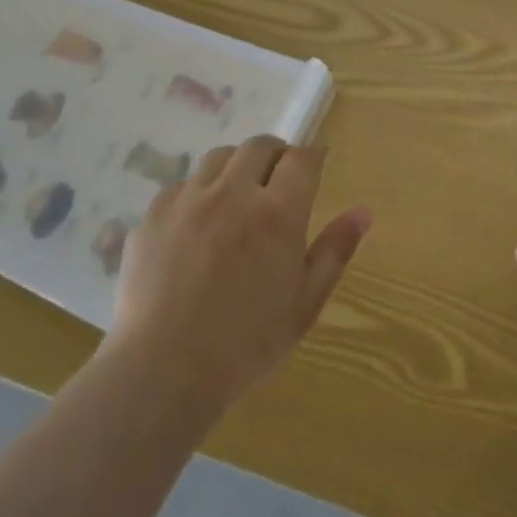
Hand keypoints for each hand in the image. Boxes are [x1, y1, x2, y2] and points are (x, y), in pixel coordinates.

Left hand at [110, 135, 371, 405]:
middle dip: (275, 155)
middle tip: (277, 182)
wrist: (164, 370)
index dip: (311, 157)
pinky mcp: (153, 215)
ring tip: (235, 198)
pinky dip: (197, 194)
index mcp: (277, 213)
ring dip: (235, 168)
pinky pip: (181, 186)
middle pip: (259, 146)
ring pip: (218, 158)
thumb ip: (335, 251)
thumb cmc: (247, 343)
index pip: (301, 159)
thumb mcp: (305, 303)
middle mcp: (232, 193)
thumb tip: (363, 212)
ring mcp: (188, 200)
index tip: (313, 167)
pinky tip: (195, 227)